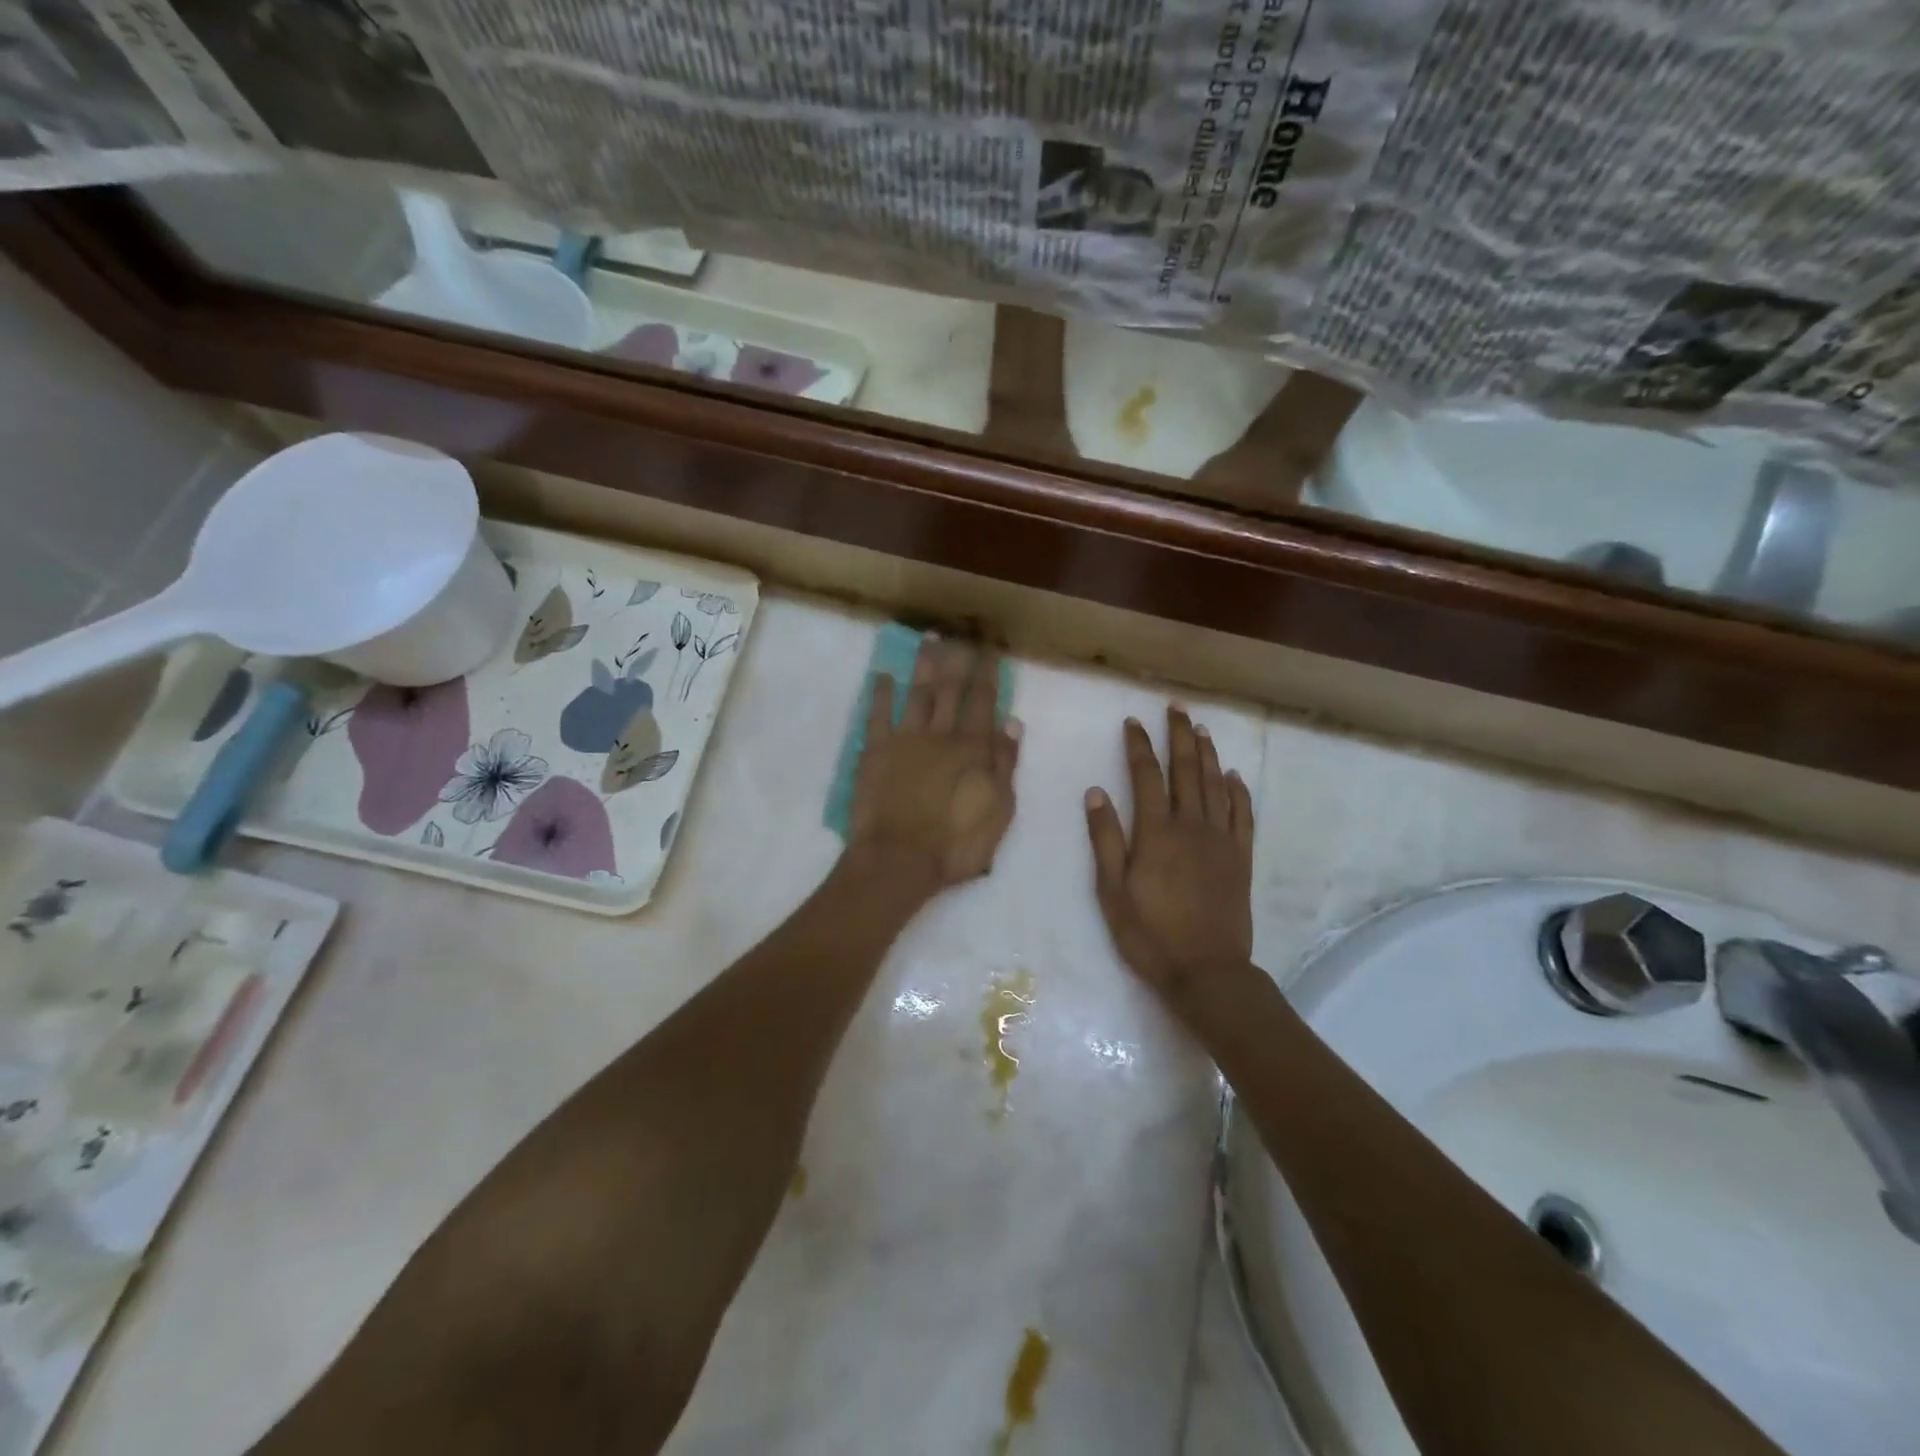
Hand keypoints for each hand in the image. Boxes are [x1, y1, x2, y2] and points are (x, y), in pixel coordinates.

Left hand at [846, 637, 1019, 895]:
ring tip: (929, 638)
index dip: (987, 673)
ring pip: (917, 693)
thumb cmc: (956, 844)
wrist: (898, 860)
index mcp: (972, 748)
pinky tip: (883, 675)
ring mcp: (905, 740)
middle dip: (957, 659)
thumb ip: (1005, 765)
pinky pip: (877, 715)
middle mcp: (940, 734)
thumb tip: (1012, 723)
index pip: (983, 701)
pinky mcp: (875, 752)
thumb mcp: (999, 810)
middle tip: (960, 633)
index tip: (989, 648)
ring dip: (924, 665)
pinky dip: (881, 694)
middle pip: (950, 690)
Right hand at [1085, 707, 1254, 1008]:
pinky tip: (1234, 776)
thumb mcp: (1111, 891)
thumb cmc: (1149, 933)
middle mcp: (1190, 826)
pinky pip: (1243, 814)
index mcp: (1155, 832)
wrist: (1206, 970)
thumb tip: (1095, 792)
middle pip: (1186, 770)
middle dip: (1179, 737)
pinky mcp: (1241, 857)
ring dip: (1208, 754)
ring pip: (1215, 785)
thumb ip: (1104, 839)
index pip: (1146, 776)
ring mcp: (1220, 840)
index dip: (1139, 746)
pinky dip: (1238, 791)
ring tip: (1202, 729)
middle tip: (1176, 709)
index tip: (1133, 722)